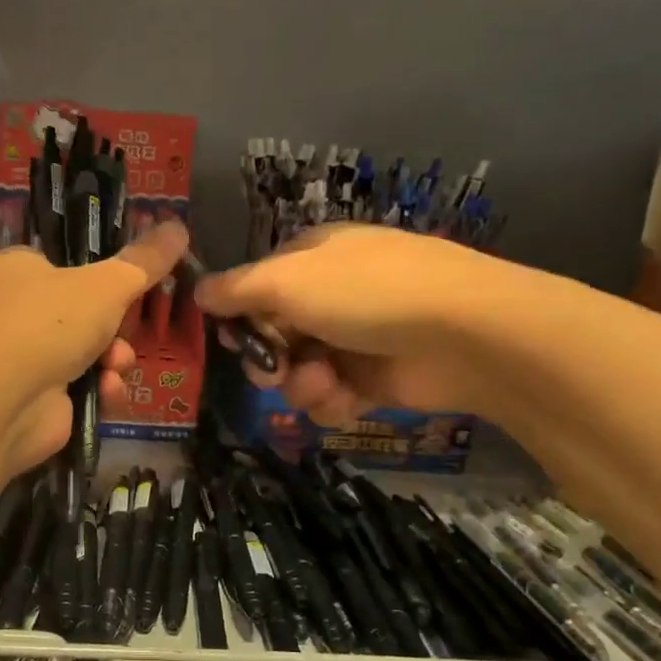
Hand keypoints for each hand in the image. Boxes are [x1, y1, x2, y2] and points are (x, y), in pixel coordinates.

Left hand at [0, 219, 189, 471]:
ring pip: (91, 353)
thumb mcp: (107, 283)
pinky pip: (84, 389)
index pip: (66, 262)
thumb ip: (145, 261)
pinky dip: (100, 390)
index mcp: (21, 269)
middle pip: (87, 312)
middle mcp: (19, 311)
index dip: (104, 273)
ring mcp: (27, 359)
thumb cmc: (47, 322)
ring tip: (114, 365)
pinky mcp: (39, 400)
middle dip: (117, 327)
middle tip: (128, 328)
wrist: (2, 400)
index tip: (137, 281)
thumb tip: (179, 227)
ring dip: (114, 359)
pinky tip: (105, 392)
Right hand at [196, 225, 505, 425]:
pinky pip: (330, 396)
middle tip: (274, 371)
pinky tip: (346, 398)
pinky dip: (332, 401)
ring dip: (301, 384)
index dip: (239, 316)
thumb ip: (237, 289)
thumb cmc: (367, 293)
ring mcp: (353, 338)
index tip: (230, 338)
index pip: (257, 287)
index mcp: (313, 258)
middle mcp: (330, 296)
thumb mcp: (289, 281)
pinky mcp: (374, 379)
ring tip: (323, 384)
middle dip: (268, 359)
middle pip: (273, 336)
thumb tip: (197, 290)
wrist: (464, 335)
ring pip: (298, 372)